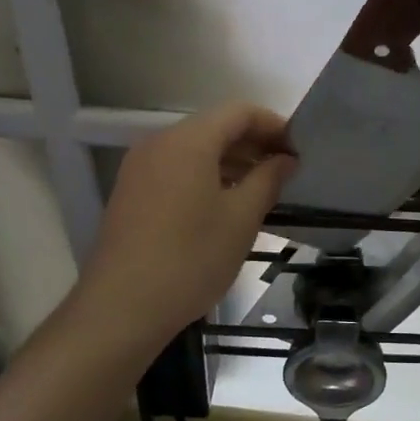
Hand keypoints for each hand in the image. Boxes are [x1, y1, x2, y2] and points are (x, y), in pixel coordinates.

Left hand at [77, 103, 296, 347]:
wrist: (121, 308)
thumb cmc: (190, 258)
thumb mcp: (241, 218)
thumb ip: (268, 180)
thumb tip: (286, 159)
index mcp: (188, 141)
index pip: (239, 112)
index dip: (273, 125)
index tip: (298, 149)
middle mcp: (160, 143)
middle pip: (215, 127)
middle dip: (253, 143)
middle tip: (286, 170)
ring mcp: (140, 168)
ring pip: (195, 149)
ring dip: (231, 161)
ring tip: (262, 188)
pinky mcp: (131, 192)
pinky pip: (176, 168)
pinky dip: (206, 175)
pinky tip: (226, 204)